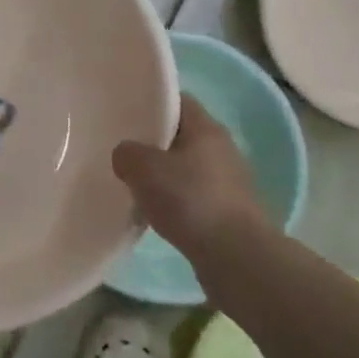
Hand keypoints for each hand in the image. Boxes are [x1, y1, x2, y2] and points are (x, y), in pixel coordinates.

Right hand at [113, 95, 268, 255]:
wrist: (235, 256)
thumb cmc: (190, 200)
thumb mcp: (144, 168)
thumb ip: (127, 153)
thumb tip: (126, 155)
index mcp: (206, 127)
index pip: (177, 101)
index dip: (151, 103)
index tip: (125, 114)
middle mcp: (222, 148)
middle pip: (181, 135)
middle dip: (153, 143)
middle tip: (123, 152)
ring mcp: (228, 182)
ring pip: (186, 168)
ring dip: (163, 176)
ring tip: (134, 186)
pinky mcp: (227, 212)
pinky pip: (193, 197)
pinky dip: (174, 202)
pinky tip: (155, 215)